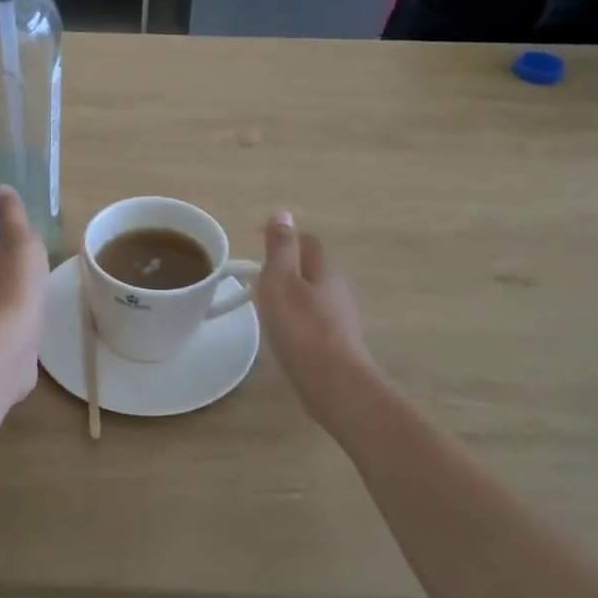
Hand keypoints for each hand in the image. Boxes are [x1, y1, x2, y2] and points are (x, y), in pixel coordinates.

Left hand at [0, 188, 49, 403]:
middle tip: (36, 281)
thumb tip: (1, 188)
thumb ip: (12, 218)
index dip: (8, 255)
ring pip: (1, 312)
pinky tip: (32, 336)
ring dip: (14, 309)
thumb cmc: (17, 286)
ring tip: (37, 308)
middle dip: (11, 282)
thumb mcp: (21, 242)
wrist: (8, 344)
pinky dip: (19, 333)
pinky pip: (10, 337)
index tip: (27, 257)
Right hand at [258, 212, 375, 423]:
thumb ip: (280, 248)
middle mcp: (338, 289)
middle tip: (258, 278)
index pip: (306, 241)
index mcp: (324, 270)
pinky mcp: (338, 345)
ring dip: (293, 295)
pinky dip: (299, 320)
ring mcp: (341, 319)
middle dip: (288, 268)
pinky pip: (315, 321)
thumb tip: (283, 214)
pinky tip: (285, 334)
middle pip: (312, 268)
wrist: (334, 384)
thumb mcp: (281, 281)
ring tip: (266, 307)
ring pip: (314, 296)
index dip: (283, 239)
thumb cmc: (301, 328)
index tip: (255, 245)